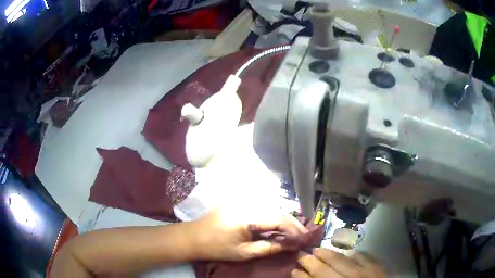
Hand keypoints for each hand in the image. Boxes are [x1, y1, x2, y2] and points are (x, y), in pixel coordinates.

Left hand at [191, 209, 307, 260]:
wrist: (194, 237)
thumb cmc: (217, 247)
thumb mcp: (244, 252)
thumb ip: (269, 247)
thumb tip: (291, 245)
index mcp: (248, 216)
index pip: (280, 219)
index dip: (295, 228)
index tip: (305, 238)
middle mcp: (248, 203)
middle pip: (278, 211)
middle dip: (293, 224)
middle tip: (303, 236)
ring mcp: (243, 201)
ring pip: (272, 208)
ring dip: (284, 220)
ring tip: (294, 233)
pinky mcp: (240, 202)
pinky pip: (262, 208)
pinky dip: (273, 218)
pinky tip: (277, 227)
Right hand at [292, 248, 385, 277]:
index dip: (301, 276)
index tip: (294, 270)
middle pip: (324, 270)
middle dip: (310, 262)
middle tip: (302, 255)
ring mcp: (363, 273)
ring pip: (342, 260)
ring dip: (328, 254)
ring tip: (318, 249)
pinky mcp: (377, 268)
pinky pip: (364, 256)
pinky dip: (354, 253)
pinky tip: (348, 252)